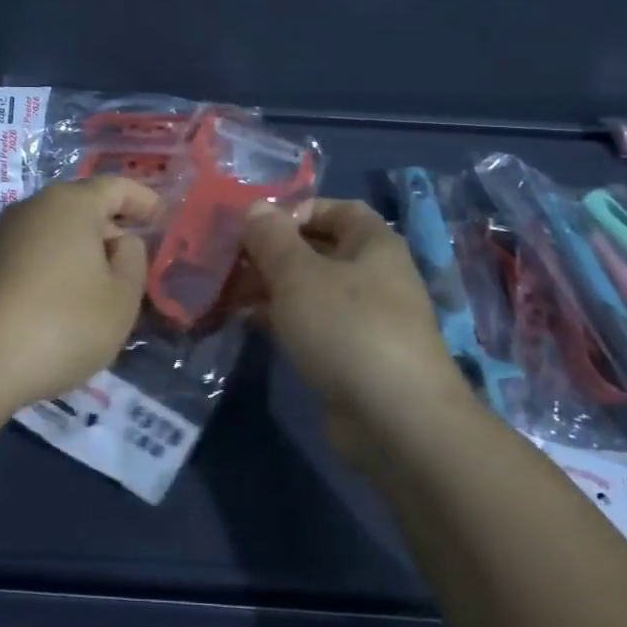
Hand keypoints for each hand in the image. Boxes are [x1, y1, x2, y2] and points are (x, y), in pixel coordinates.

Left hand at [0, 176, 158, 415]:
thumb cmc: (64, 323)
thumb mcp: (122, 297)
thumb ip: (132, 259)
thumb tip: (119, 242)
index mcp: (72, 203)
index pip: (117, 187)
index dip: (144, 200)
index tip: (163, 217)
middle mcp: (34, 207)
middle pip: (82, 206)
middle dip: (111, 226)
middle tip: (134, 257)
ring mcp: (3, 234)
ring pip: (55, 230)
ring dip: (81, 249)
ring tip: (101, 283)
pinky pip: (33, 253)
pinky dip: (56, 265)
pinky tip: (64, 300)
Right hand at [241, 199, 470, 437]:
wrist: (396, 420)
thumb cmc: (347, 328)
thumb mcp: (298, 274)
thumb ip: (272, 237)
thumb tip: (256, 206)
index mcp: (374, 244)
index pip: (337, 208)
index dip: (297, 209)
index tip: (257, 225)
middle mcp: (375, 276)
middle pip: (320, 249)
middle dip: (274, 252)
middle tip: (232, 260)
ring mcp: (366, 319)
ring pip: (312, 290)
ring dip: (273, 287)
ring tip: (230, 291)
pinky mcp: (354, 357)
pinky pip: (313, 325)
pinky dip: (283, 320)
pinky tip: (249, 324)